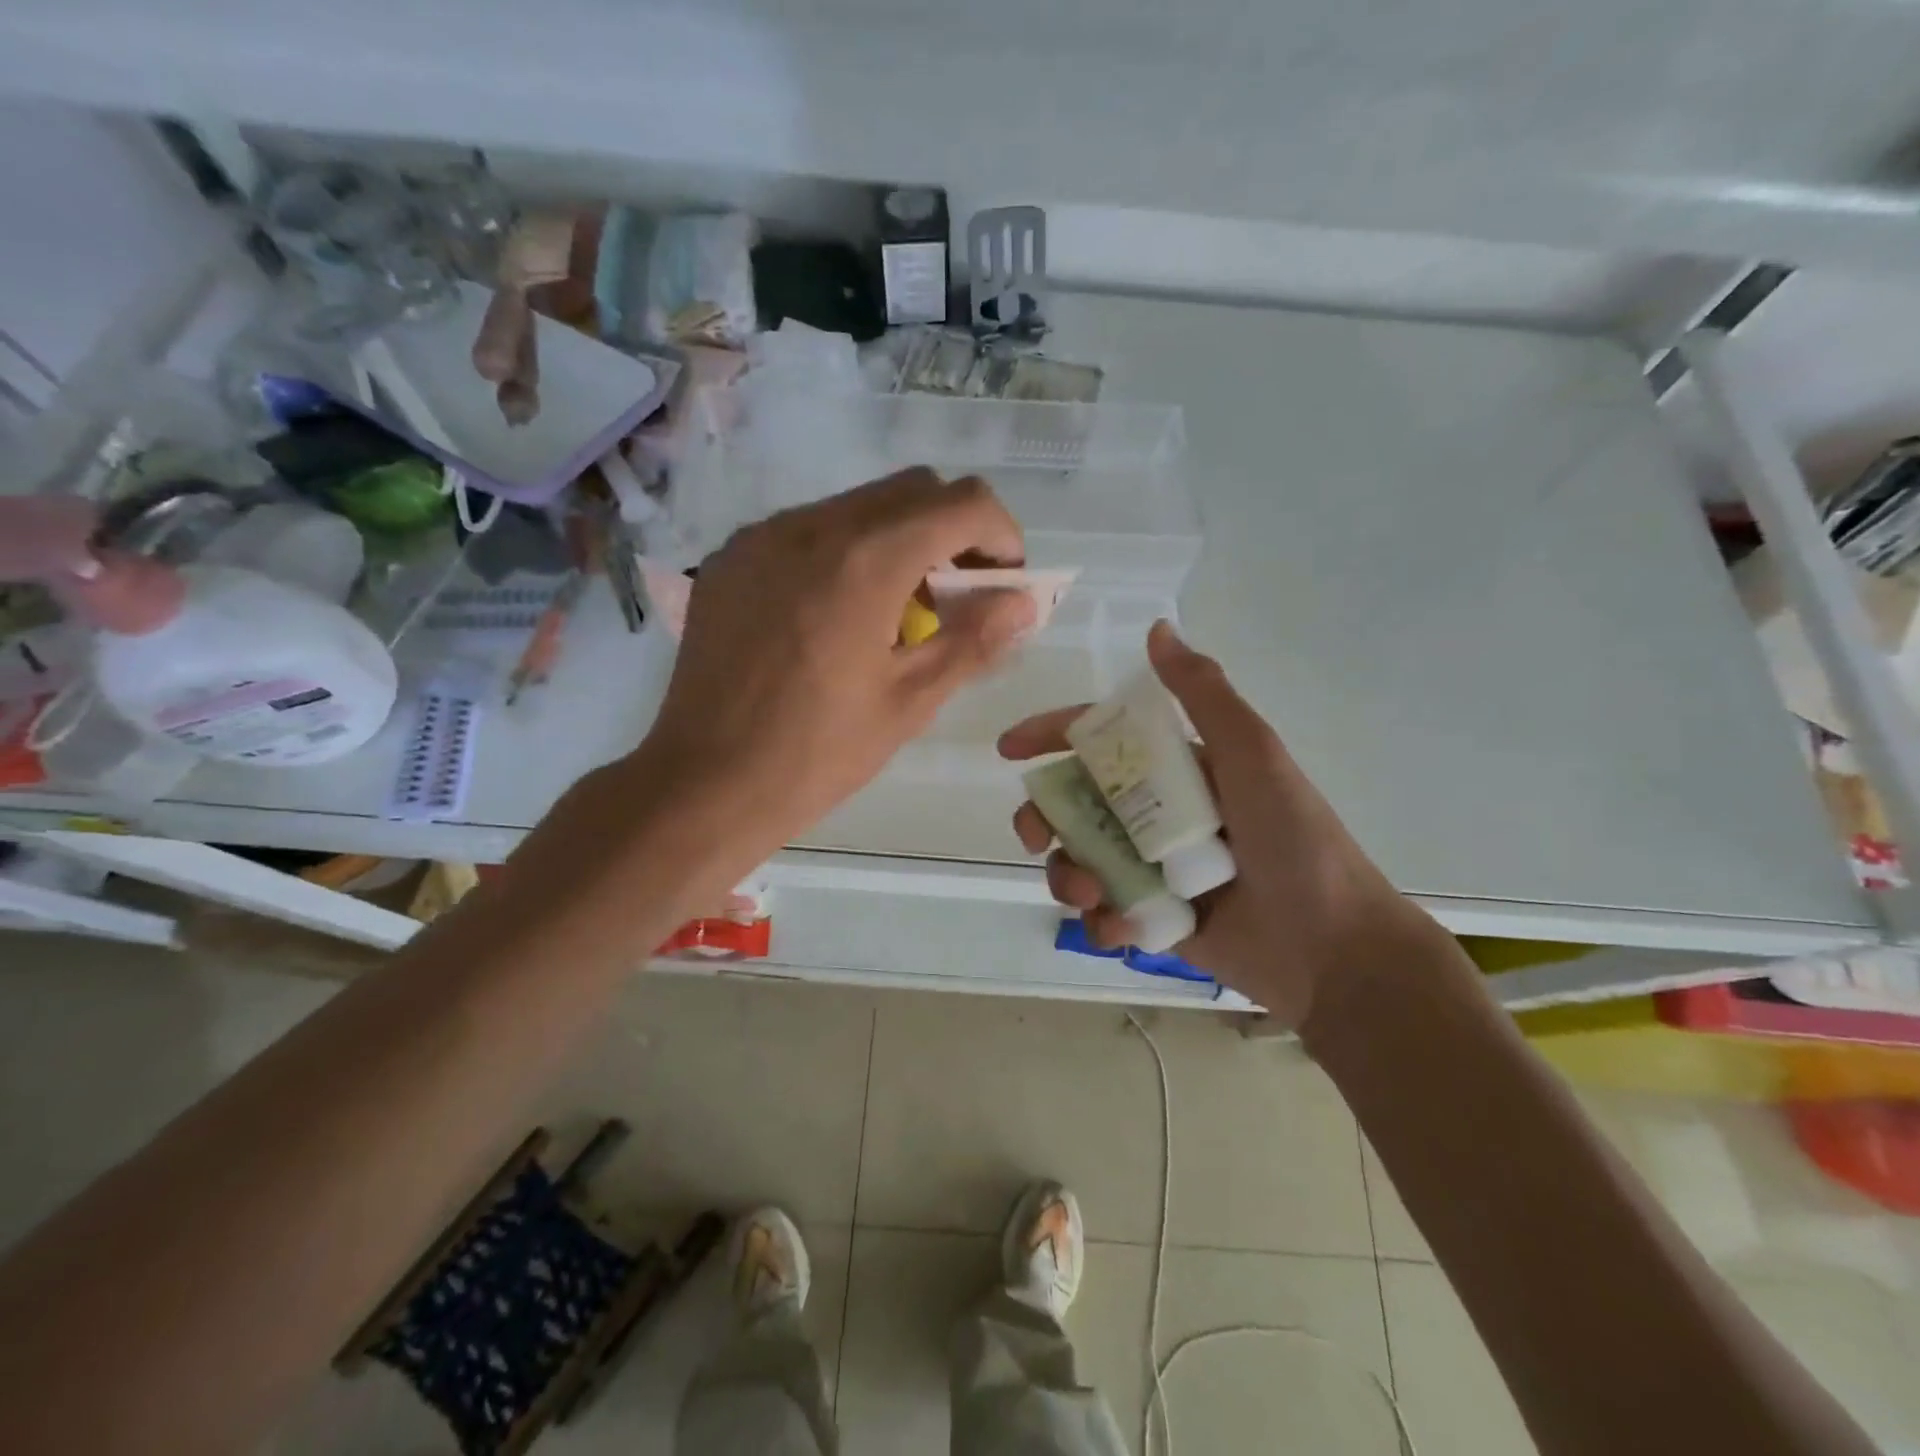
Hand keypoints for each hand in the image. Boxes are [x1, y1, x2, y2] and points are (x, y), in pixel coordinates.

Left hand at [645, 468, 1036, 850]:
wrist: (705, 782)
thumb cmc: (818, 753)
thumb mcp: (910, 701)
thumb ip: (975, 640)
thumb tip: (1024, 602)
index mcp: (865, 560)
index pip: (962, 502)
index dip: (1001, 535)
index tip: (1003, 583)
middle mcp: (812, 526)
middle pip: (913, 490)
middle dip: (952, 532)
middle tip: (957, 598)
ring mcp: (763, 536)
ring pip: (858, 505)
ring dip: (899, 541)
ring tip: (896, 612)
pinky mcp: (733, 557)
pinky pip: (808, 529)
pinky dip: (845, 552)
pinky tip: (836, 616)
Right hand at [998, 621, 1418, 1027]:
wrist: (1333, 947)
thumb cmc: (1294, 840)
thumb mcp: (1253, 754)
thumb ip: (1203, 693)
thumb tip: (1159, 628)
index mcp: (1174, 770)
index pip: (1098, 742)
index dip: (1050, 737)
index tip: (1008, 750)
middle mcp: (1155, 815)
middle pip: (1073, 806)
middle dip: (1043, 819)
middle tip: (1036, 837)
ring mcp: (1151, 869)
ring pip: (1076, 861)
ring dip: (1066, 876)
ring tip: (1090, 895)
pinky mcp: (1152, 919)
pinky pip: (1101, 914)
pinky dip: (1100, 920)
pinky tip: (1121, 928)